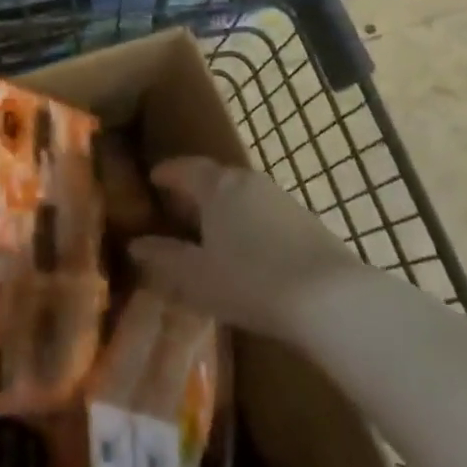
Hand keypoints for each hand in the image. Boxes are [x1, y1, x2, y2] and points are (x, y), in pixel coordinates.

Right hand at [130, 156, 366, 340]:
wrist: (330, 299)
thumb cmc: (251, 281)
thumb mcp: (198, 277)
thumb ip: (165, 258)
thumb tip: (136, 245)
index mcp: (217, 186)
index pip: (185, 168)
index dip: (167, 173)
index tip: (153, 179)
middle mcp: (247, 181)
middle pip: (215, 178)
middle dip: (195, 191)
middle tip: (179, 210)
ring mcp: (280, 198)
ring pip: (242, 195)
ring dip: (224, 208)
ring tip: (212, 233)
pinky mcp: (306, 220)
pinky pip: (264, 213)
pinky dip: (249, 223)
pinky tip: (249, 251)